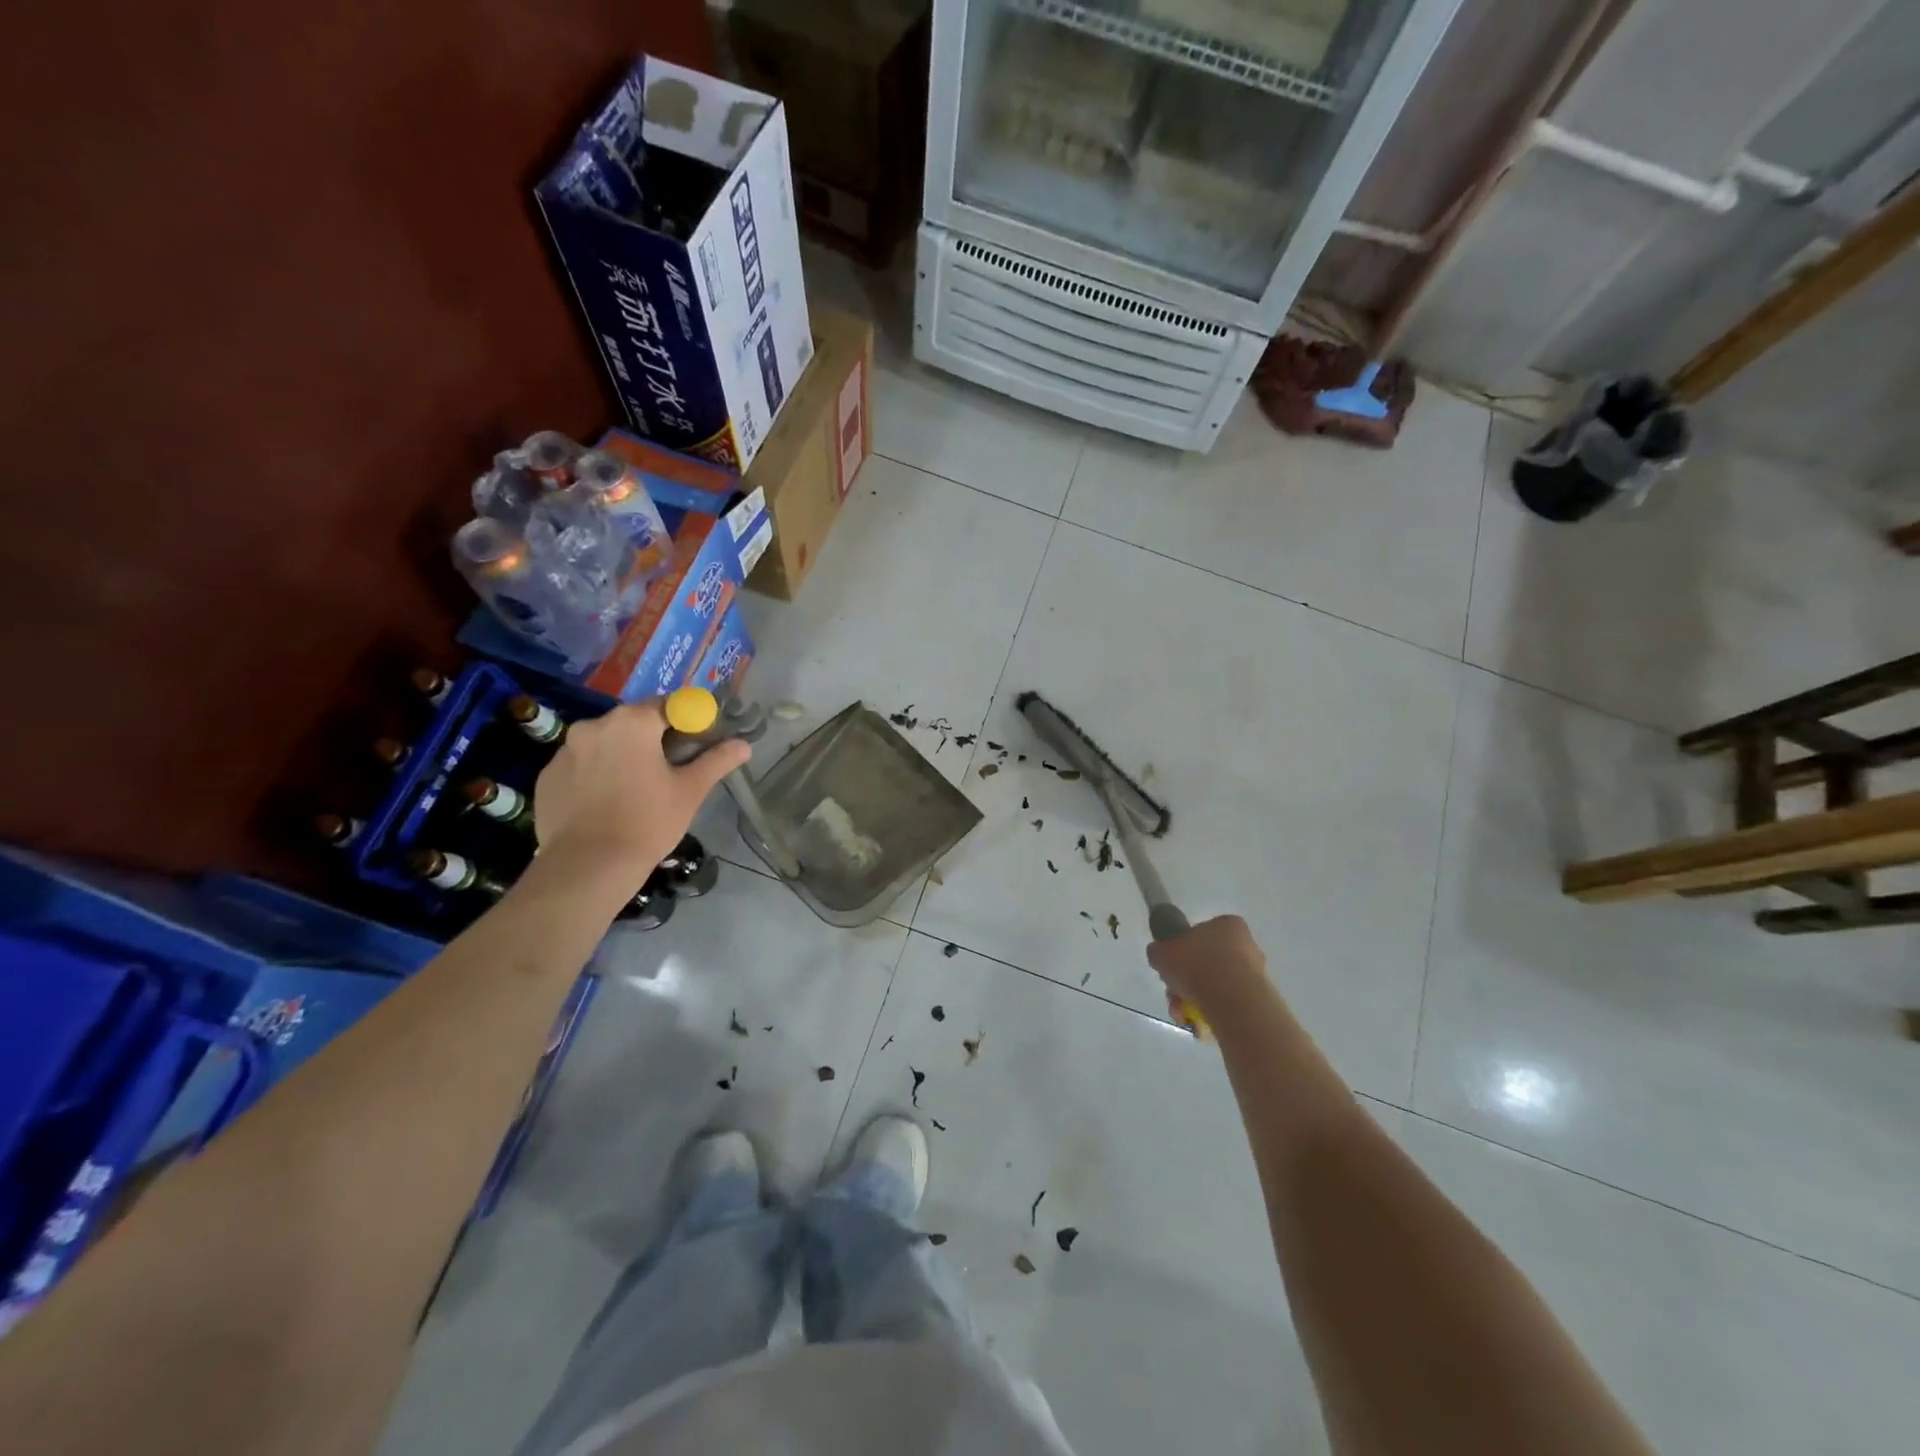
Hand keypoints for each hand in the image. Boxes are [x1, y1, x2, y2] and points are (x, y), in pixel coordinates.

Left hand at [532, 700, 750, 882]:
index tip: (697, 744)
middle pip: (634, 721)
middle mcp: (595, 725)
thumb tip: (744, 745)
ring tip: (635, 788)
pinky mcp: (547, 775)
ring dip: (622, 754)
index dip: (688, 721)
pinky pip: (581, 764)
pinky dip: (596, 773)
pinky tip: (606, 802)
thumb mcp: (690, 791)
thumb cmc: (647, 822)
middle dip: (653, 738)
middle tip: (670, 769)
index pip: (669, 705)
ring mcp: (565, 750)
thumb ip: (717, 761)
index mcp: (633, 722)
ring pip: (605, 742)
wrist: (587, 867)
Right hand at [1146, 915, 1269, 1026]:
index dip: (1183, 952)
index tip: (1173, 968)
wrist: (1232, 1001)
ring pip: (1216, 987)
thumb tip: (1161, 956)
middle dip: (1187, 982)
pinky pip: (1228, 1004)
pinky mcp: (1260, 1000)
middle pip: (1207, 964)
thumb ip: (1160, 951)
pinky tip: (1200, 1025)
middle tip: (1174, 995)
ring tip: (1183, 1016)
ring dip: (1195, 1000)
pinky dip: (1212, 1014)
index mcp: (1227, 925)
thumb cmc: (1196, 965)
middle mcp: (1247, 945)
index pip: (1202, 934)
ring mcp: (1256, 974)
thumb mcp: (1162, 952)